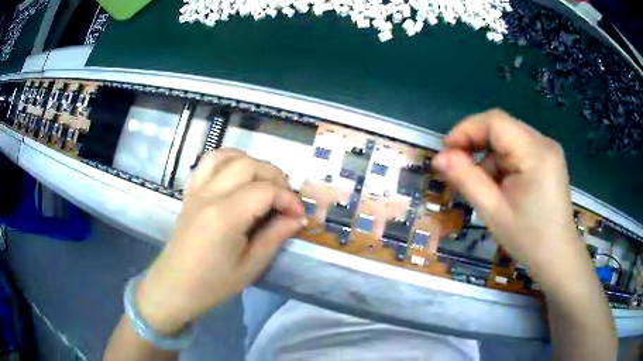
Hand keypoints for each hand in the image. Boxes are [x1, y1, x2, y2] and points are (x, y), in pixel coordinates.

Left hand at [135, 150, 303, 334]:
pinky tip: (237, 176)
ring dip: (251, 163)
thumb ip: (275, 236)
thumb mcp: (251, 266)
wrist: (176, 286)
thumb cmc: (213, 283)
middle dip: (275, 176)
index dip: (288, 199)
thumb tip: (298, 218)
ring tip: (263, 183)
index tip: (299, 214)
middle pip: (248, 165)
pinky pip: (207, 163)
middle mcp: (209, 194)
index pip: (265, 190)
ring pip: (227, 156)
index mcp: (225, 216)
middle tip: (285, 200)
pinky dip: (227, 161)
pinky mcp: (190, 192)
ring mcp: (196, 190)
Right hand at [431, 109, 588, 290]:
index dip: (466, 130)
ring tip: (487, 189)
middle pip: (501, 128)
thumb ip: (466, 180)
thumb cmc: (528, 239)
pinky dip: (503, 163)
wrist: (557, 257)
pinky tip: (503, 187)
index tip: (447, 153)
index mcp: (535, 152)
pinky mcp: (548, 158)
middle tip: (461, 172)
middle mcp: (544, 142)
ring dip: (490, 158)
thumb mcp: (493, 211)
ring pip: (508, 139)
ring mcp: (548, 149)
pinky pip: (518, 149)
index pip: (494, 121)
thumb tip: (439, 157)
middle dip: (477, 146)